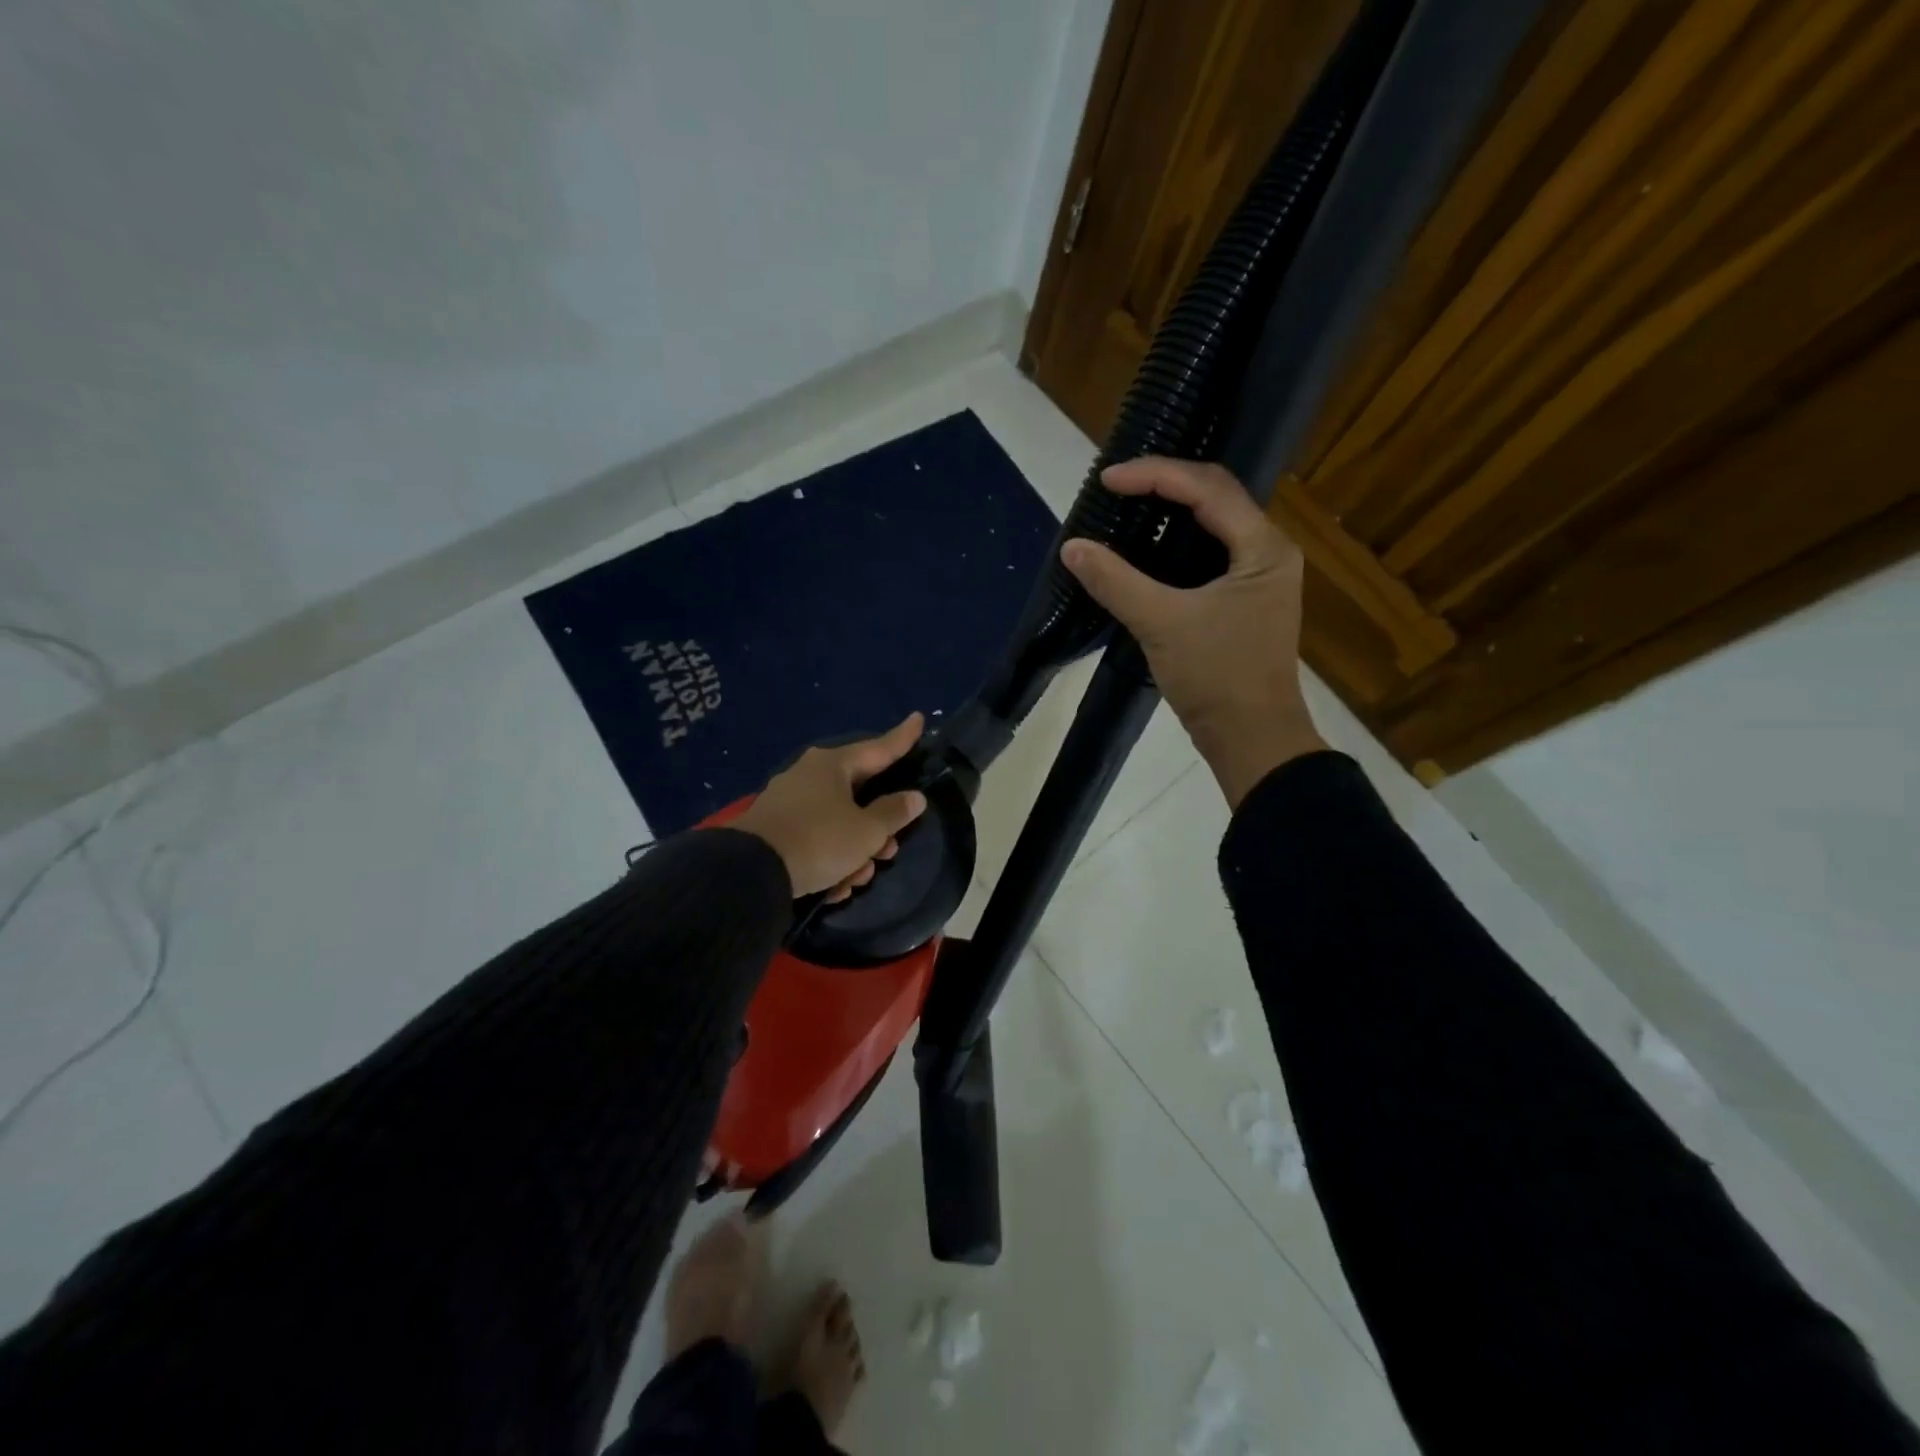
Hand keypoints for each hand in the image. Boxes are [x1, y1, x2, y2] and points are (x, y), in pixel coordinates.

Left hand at [733, 713, 929, 899]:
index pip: (879, 748)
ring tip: (857, 880)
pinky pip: (814, 839)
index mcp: (833, 765)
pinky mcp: (774, 829)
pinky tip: (833, 888)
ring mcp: (789, 801)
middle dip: (877, 829)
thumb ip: (894, 813)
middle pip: (859, 795)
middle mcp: (809, 775)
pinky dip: (828, 861)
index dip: (903, 738)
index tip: (918, 718)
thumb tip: (914, 797)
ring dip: (853, 852)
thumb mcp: (867, 831)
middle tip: (889, 851)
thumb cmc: (820, 841)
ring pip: (837, 823)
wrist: (751, 872)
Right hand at [1062, 458, 1326, 807]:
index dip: (1155, 475)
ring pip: (1212, 525)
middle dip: (1164, 484)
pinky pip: (1208, 554)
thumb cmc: (1217, 677)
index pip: (1208, 488)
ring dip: (1170, 511)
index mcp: (1263, 547)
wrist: (1251, 739)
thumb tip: (1072, 547)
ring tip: (1127, 506)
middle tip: (1115, 487)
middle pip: (1215, 497)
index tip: (1107, 480)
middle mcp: (1268, 552)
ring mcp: (1257, 577)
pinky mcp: (1243, 601)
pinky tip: (1145, 548)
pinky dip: (1175, 544)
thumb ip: (1116, 582)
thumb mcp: (1162, 624)